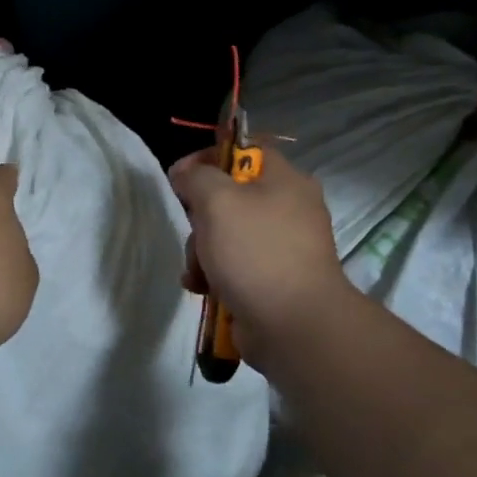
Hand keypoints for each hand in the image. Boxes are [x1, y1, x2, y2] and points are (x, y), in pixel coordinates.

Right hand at [169, 147, 353, 364]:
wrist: (294, 326)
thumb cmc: (256, 251)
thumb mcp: (217, 200)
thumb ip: (196, 177)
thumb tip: (185, 173)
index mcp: (286, 180)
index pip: (244, 150)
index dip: (209, 157)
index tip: (181, 176)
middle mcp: (290, 208)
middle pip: (230, 196)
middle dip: (201, 216)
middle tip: (195, 231)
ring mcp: (284, 247)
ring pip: (228, 234)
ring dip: (202, 251)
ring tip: (198, 272)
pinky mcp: (275, 280)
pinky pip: (236, 266)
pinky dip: (215, 275)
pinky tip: (202, 289)